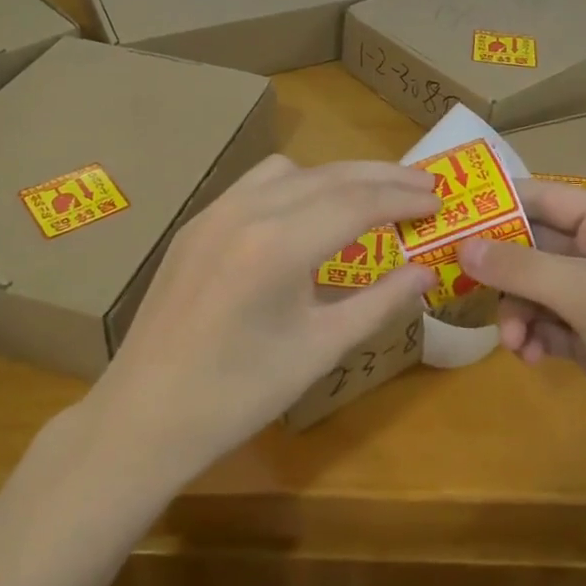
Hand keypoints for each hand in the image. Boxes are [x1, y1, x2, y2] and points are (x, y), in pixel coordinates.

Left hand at [86, 156, 436, 476]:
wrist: (146, 415)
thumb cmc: (240, 394)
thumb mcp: (321, 349)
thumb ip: (380, 303)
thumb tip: (427, 273)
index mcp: (278, 245)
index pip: (358, 202)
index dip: (404, 199)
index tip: (439, 201)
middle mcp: (245, 211)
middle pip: (329, 176)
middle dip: (382, 178)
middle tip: (424, 187)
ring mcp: (214, 212)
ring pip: (291, 171)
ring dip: (337, 176)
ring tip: (371, 199)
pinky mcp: (196, 223)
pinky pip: (256, 184)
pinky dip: (296, 186)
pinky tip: (308, 214)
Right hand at [456, 181, 585, 490]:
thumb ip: (522, 267)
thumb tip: (462, 246)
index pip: (546, 198)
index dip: (499, 205)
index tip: (449, 217)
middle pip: (535, 246)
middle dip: (502, 270)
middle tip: (458, 282)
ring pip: (535, 289)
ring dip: (516, 312)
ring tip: (512, 342)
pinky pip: (547, 324)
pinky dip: (533, 337)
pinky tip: (530, 357)